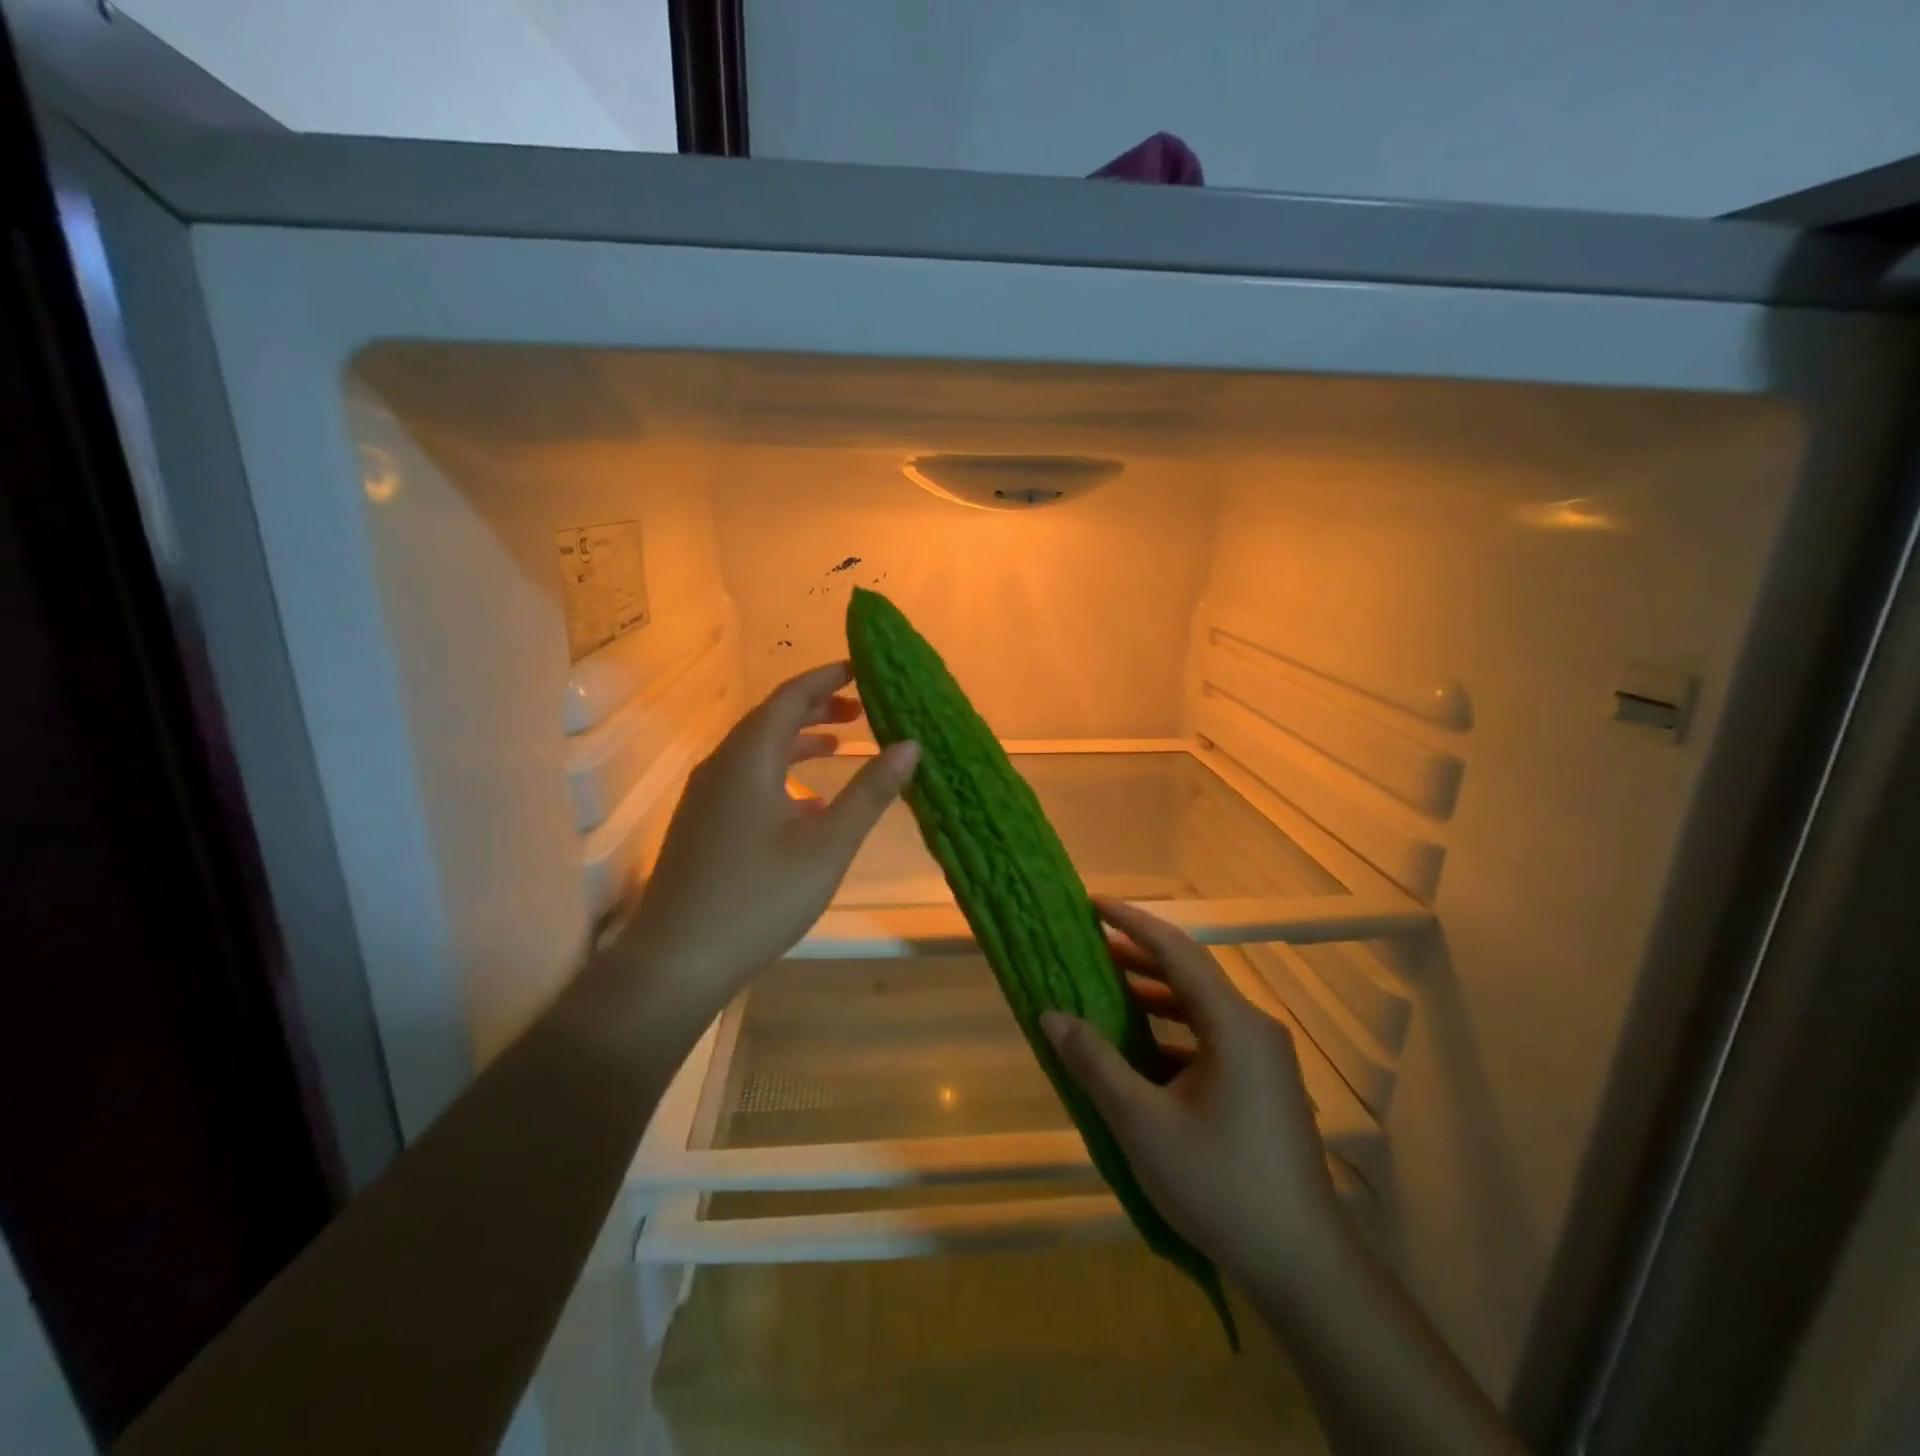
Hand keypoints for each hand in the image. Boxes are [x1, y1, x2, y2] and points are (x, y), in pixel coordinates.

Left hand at [621, 662, 917, 1015]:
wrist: (676, 959)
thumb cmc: (759, 897)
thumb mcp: (827, 845)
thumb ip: (870, 793)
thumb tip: (910, 745)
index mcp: (748, 758)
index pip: (790, 697)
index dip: (826, 678)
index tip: (861, 668)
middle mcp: (722, 765)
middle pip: (771, 719)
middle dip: (817, 709)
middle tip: (861, 710)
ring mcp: (706, 795)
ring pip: (758, 751)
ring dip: (799, 742)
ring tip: (840, 747)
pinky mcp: (701, 823)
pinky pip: (746, 779)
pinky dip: (782, 774)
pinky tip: (808, 803)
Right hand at [1041, 898, 1341, 1288]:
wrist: (1302, 1265)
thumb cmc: (1220, 1185)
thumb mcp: (1143, 1124)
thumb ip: (1095, 1063)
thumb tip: (1051, 1014)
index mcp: (1234, 1025)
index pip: (1178, 951)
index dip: (1133, 922)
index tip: (1094, 904)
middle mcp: (1254, 1028)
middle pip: (1190, 974)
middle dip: (1138, 956)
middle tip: (1088, 944)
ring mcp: (1264, 1058)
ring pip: (1200, 1009)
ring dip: (1154, 995)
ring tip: (1105, 988)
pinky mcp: (1264, 1086)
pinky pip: (1211, 1039)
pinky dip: (1172, 1031)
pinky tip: (1140, 1050)